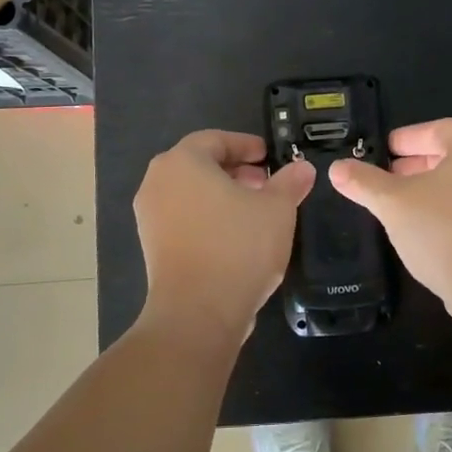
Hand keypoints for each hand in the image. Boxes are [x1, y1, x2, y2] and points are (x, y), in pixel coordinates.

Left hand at [134, 129, 314, 345]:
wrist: (197, 312)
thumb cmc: (238, 247)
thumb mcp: (277, 209)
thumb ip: (289, 182)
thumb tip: (302, 169)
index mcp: (182, 162)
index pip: (215, 139)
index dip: (245, 145)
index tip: (269, 156)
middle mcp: (157, 182)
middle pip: (200, 165)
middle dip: (235, 171)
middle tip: (266, 183)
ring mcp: (150, 216)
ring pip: (191, 193)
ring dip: (222, 196)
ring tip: (255, 212)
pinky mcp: (152, 246)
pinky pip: (183, 219)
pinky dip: (208, 218)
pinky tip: (236, 237)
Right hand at [329, 118, 451, 331]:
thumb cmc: (445, 231)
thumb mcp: (394, 204)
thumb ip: (364, 182)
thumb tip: (336, 168)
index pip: (437, 130)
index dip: (405, 139)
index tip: (382, 152)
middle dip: (418, 165)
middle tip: (387, 178)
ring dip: (435, 189)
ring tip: (403, 205)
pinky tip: (430, 229)